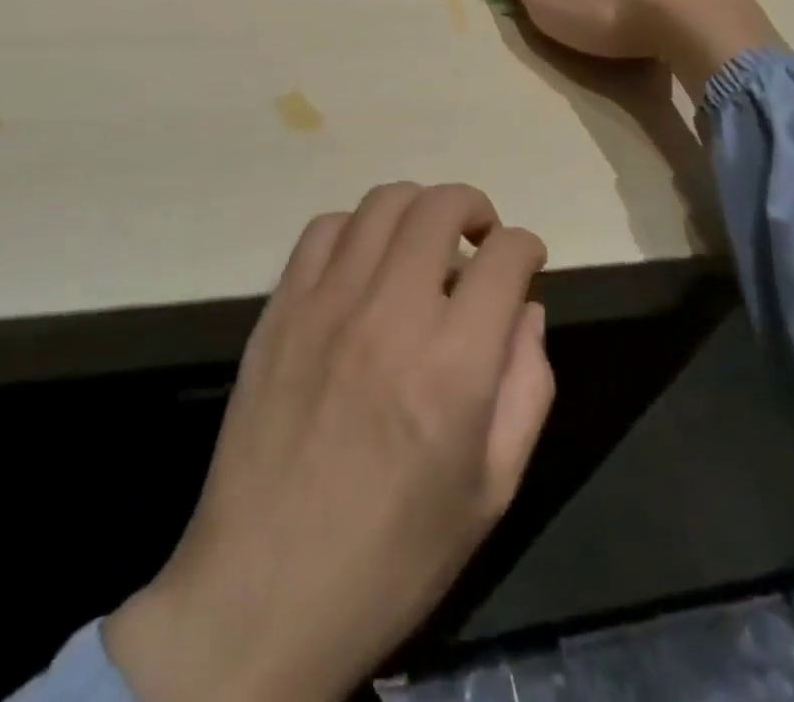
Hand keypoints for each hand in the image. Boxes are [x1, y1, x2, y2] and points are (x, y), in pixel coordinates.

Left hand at [105, 184, 551, 701]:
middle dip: (475, 208)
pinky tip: (364, 264)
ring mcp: (328, 302)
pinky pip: (324, 229)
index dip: (527, 248)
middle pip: (441, 206)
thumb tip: (526, 310)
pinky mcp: (281, 306)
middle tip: (479, 241)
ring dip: (418, 210)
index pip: (505, 256)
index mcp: (454, 364)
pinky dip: (357, 229)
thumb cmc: (394, 553)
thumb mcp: (491, 490)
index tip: (524, 263)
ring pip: (383, 203)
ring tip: (424, 245)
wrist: (266, 590)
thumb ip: (527, 388)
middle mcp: (392, 312)